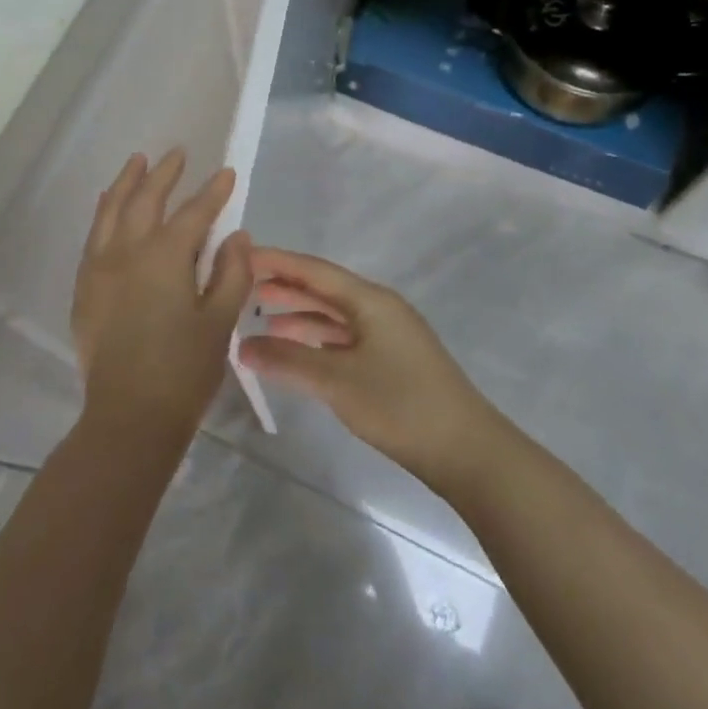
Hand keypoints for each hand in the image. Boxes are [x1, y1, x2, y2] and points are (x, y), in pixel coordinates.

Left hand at [71, 150, 252, 444]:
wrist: (129, 415)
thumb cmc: (184, 370)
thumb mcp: (219, 322)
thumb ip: (231, 273)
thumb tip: (236, 237)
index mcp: (164, 257)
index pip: (194, 213)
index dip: (213, 192)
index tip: (225, 172)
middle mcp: (127, 252)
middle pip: (146, 200)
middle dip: (164, 174)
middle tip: (177, 153)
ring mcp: (100, 268)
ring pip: (111, 211)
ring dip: (126, 183)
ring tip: (137, 162)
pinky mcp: (86, 288)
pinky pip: (93, 237)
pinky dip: (103, 213)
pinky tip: (109, 207)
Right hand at [239, 248, 502, 487]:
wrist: (467, 451)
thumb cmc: (400, 405)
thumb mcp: (336, 381)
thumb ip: (287, 360)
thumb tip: (242, 346)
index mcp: (370, 300)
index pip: (314, 270)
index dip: (276, 261)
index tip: (240, 256)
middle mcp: (379, 308)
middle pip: (323, 289)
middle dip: (284, 286)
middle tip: (242, 287)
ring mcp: (387, 335)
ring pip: (333, 315)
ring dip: (298, 315)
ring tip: (260, 320)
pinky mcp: (391, 361)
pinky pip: (344, 338)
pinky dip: (316, 339)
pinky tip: (296, 350)